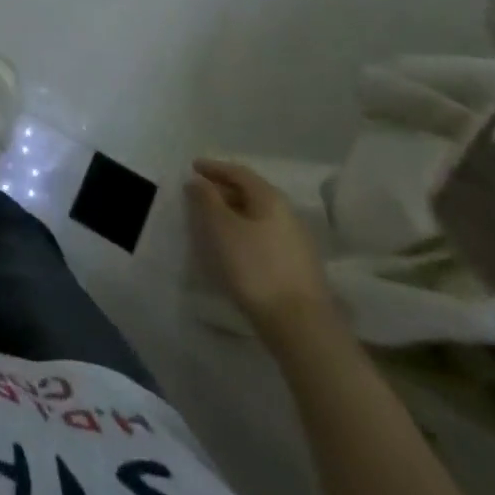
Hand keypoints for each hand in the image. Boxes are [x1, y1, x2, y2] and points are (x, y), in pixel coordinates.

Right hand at [187, 160, 337, 338]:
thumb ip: (206, 199)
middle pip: (250, 193)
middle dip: (222, 191)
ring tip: (210, 223)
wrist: (301, 327)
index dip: (214, 167)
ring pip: (257, 218)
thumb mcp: (221, 228)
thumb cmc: (256, 267)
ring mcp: (296, 243)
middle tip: (197, 195)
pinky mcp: (296, 269)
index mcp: (270, 199)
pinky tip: (231, 249)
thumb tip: (198, 181)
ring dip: (232, 214)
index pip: (239, 172)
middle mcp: (287, 215)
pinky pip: (263, 238)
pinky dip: (243, 234)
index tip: (192, 167)